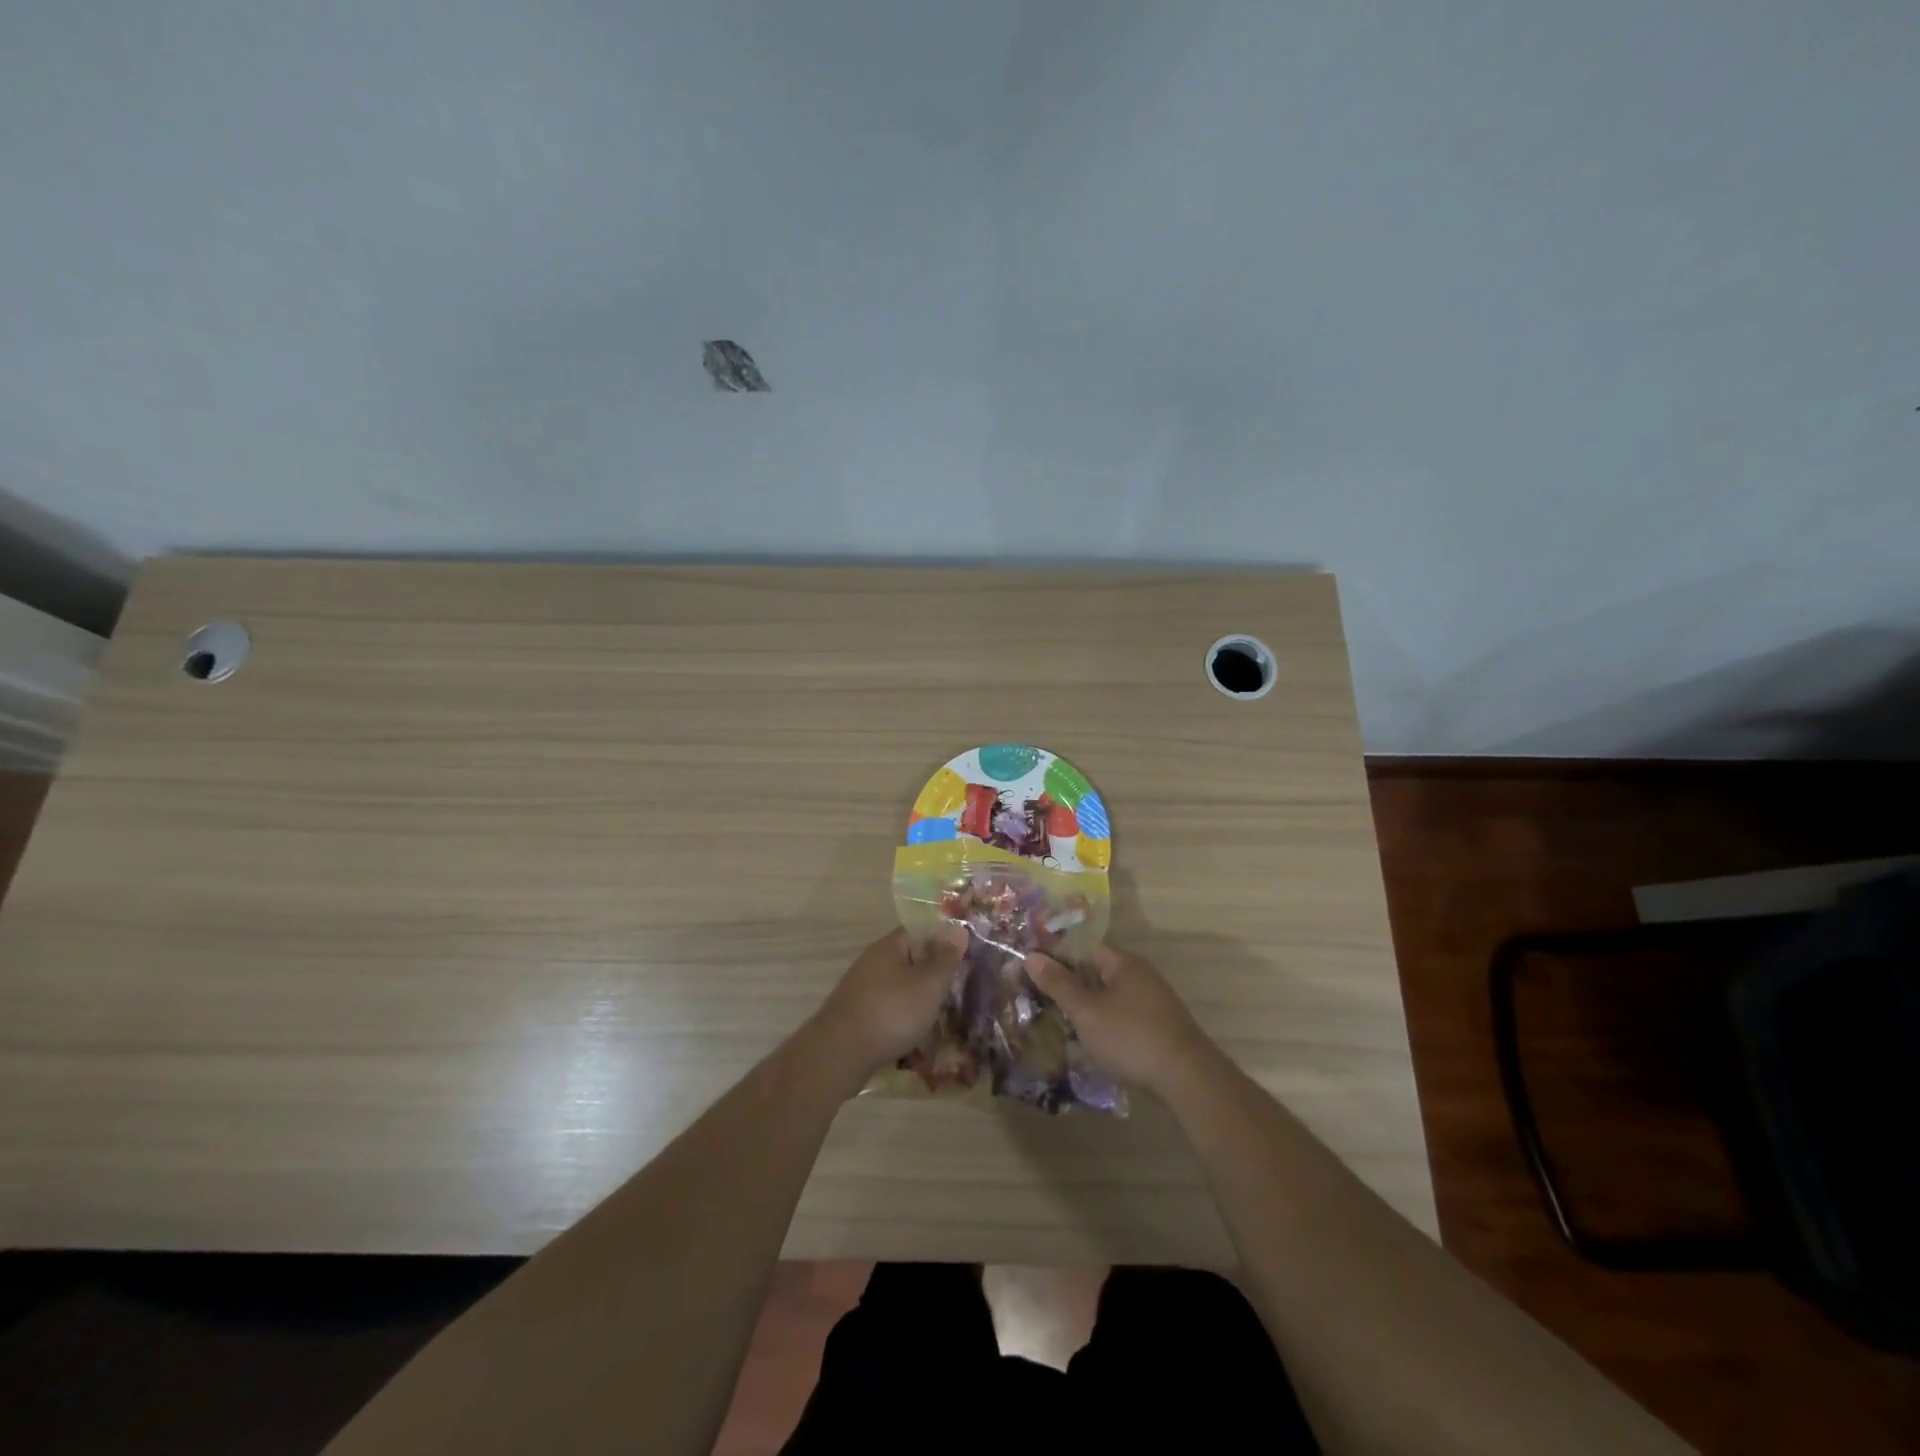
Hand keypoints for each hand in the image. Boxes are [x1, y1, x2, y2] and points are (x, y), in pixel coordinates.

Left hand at [815, 926, 966, 1074]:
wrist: (839, 1054)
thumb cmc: (891, 1012)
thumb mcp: (928, 984)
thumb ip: (945, 958)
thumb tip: (958, 928)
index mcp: (889, 946)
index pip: (920, 932)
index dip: (942, 943)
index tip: (963, 959)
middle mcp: (872, 961)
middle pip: (909, 960)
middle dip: (931, 975)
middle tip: (956, 991)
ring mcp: (861, 988)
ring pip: (898, 986)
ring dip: (917, 999)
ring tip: (940, 1016)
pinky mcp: (855, 1014)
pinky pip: (886, 1008)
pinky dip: (901, 1018)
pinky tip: (913, 1034)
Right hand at [1027, 942, 1215, 1096]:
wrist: (1188, 1079)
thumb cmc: (1131, 1038)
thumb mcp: (1087, 1012)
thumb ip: (1059, 984)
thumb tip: (1032, 956)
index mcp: (1123, 962)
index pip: (1083, 945)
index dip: (1055, 953)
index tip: (1029, 968)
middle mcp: (1139, 974)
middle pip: (1095, 968)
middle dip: (1067, 981)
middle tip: (1038, 995)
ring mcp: (1152, 999)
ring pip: (1108, 993)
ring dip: (1084, 1003)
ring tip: (1057, 1019)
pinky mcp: (1157, 1024)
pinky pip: (1121, 1012)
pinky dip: (1101, 1019)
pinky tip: (1088, 1038)